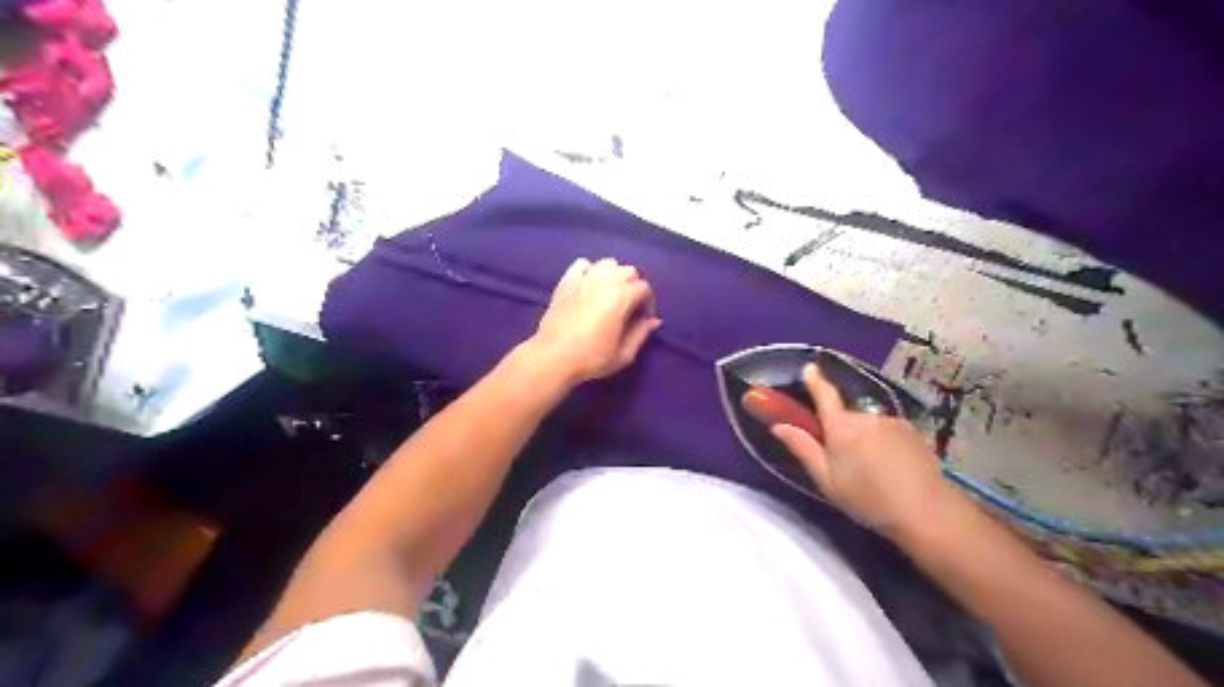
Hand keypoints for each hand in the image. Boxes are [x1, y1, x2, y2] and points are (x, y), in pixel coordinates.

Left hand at [525, 255, 659, 384]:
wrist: (553, 357)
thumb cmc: (592, 358)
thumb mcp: (624, 354)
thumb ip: (641, 333)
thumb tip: (654, 320)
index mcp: (621, 297)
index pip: (644, 288)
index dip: (648, 303)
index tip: (642, 318)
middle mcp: (604, 281)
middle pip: (629, 271)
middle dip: (634, 286)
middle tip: (629, 306)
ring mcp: (583, 278)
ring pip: (608, 263)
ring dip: (614, 275)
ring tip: (611, 293)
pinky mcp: (566, 281)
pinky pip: (583, 264)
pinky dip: (591, 270)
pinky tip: (589, 285)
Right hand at [773, 362, 953, 539]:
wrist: (927, 512)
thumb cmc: (868, 499)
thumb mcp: (827, 479)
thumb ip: (803, 448)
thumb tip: (779, 425)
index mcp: (841, 426)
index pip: (824, 395)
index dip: (815, 380)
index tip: (809, 367)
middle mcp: (866, 417)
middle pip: (846, 417)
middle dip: (842, 431)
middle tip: (843, 461)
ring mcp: (892, 422)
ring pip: (868, 425)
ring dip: (865, 439)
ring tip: (872, 470)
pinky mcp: (913, 432)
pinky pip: (888, 431)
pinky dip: (884, 444)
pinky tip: (892, 468)